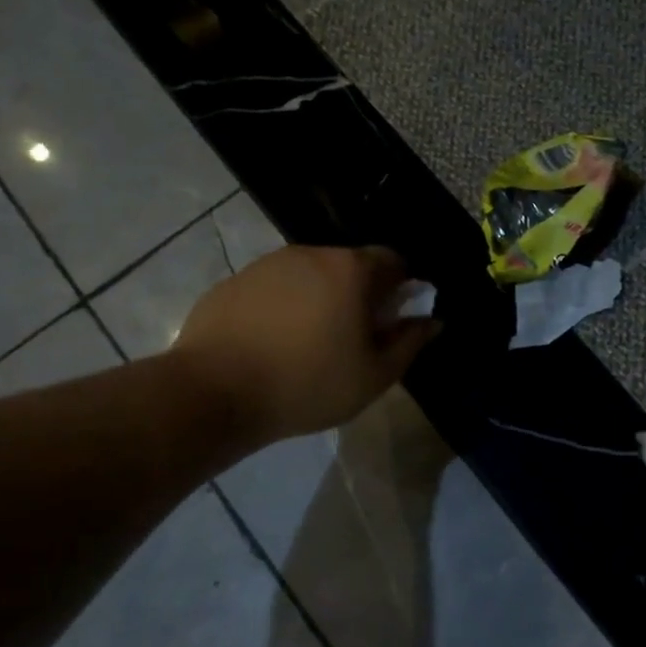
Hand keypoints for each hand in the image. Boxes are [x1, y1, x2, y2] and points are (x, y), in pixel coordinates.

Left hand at [172, 245, 438, 444]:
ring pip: (311, 276)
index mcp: (351, 270)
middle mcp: (311, 254)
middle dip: (360, 295)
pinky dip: (284, 307)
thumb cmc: (308, 384)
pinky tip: (273, 345)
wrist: (214, 392)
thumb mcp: (374, 375)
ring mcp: (267, 264)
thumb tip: (431, 320)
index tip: (391, 322)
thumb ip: (409, 342)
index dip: (401, 288)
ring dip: (321, 300)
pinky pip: (275, 288)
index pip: (393, 260)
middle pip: (350, 266)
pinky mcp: (234, 281)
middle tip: (353, 339)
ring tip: (309, 345)